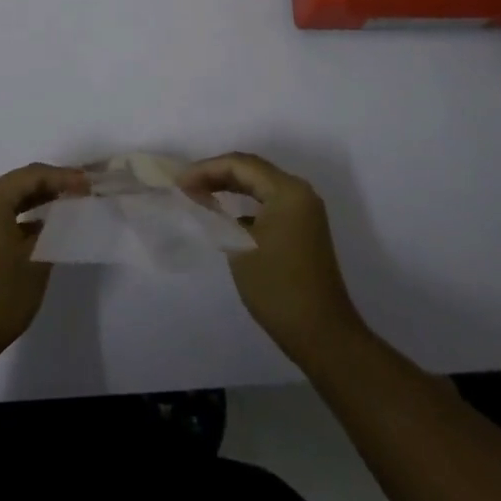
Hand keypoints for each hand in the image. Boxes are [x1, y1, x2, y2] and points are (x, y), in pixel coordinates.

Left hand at [0, 162, 88, 369]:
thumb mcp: (37, 258)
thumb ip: (54, 228)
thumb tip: (65, 213)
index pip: (33, 175)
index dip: (64, 177)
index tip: (90, 184)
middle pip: (19, 183)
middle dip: (52, 185)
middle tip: (83, 190)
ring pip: (9, 199)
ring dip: (38, 200)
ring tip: (68, 203)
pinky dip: (22, 217)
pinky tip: (43, 226)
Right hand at [180, 152, 364, 364]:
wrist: (322, 335)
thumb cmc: (278, 287)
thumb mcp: (240, 247)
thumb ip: (217, 215)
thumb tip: (198, 197)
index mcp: (288, 190)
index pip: (241, 164)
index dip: (206, 169)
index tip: (178, 182)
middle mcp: (300, 192)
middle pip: (252, 170)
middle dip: (216, 174)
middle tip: (185, 184)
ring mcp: (304, 211)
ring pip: (260, 186)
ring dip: (229, 187)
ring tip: (199, 194)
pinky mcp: (303, 229)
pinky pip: (268, 203)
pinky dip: (244, 204)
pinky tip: (225, 214)